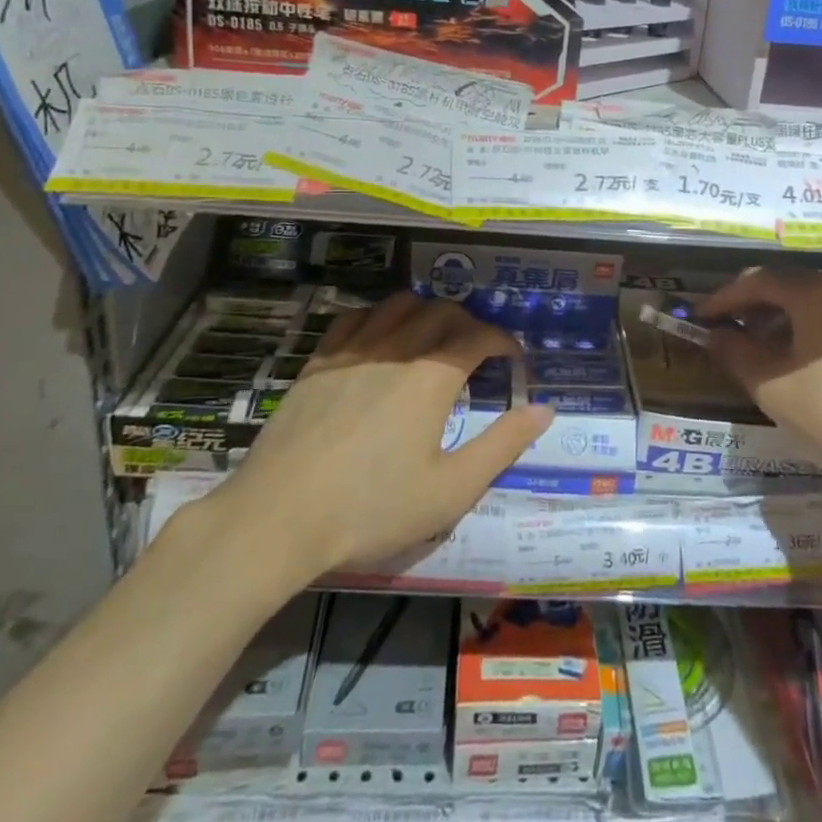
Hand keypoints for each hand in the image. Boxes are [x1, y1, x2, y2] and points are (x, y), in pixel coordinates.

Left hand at [207, 292, 550, 582]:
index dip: (504, 340)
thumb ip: (503, 446)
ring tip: (433, 339)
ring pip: (400, 304)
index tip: (513, 358)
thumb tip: (543, 410)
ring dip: (427, 312)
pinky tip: (380, 340)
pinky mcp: (319, 360)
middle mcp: (396, 348)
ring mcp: (353, 349)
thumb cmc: (371, 509)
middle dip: (470, 323)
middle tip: (478, 352)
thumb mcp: (450, 490)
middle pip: (443, 311)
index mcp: (432, 375)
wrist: (278, 517)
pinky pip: (356, 316)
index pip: (479, 335)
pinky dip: (380, 317)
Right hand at [699, 268, 821, 501]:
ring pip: (811, 302)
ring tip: (756, 346)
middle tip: (725, 328)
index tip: (699, 316)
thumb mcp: (771, 387)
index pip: (757, 280)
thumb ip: (735, 353)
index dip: (723, 297)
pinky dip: (806, 329)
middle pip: (786, 285)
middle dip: (750, 304)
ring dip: (778, 317)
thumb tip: (715, 334)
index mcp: (814, 293)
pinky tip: (797, 360)